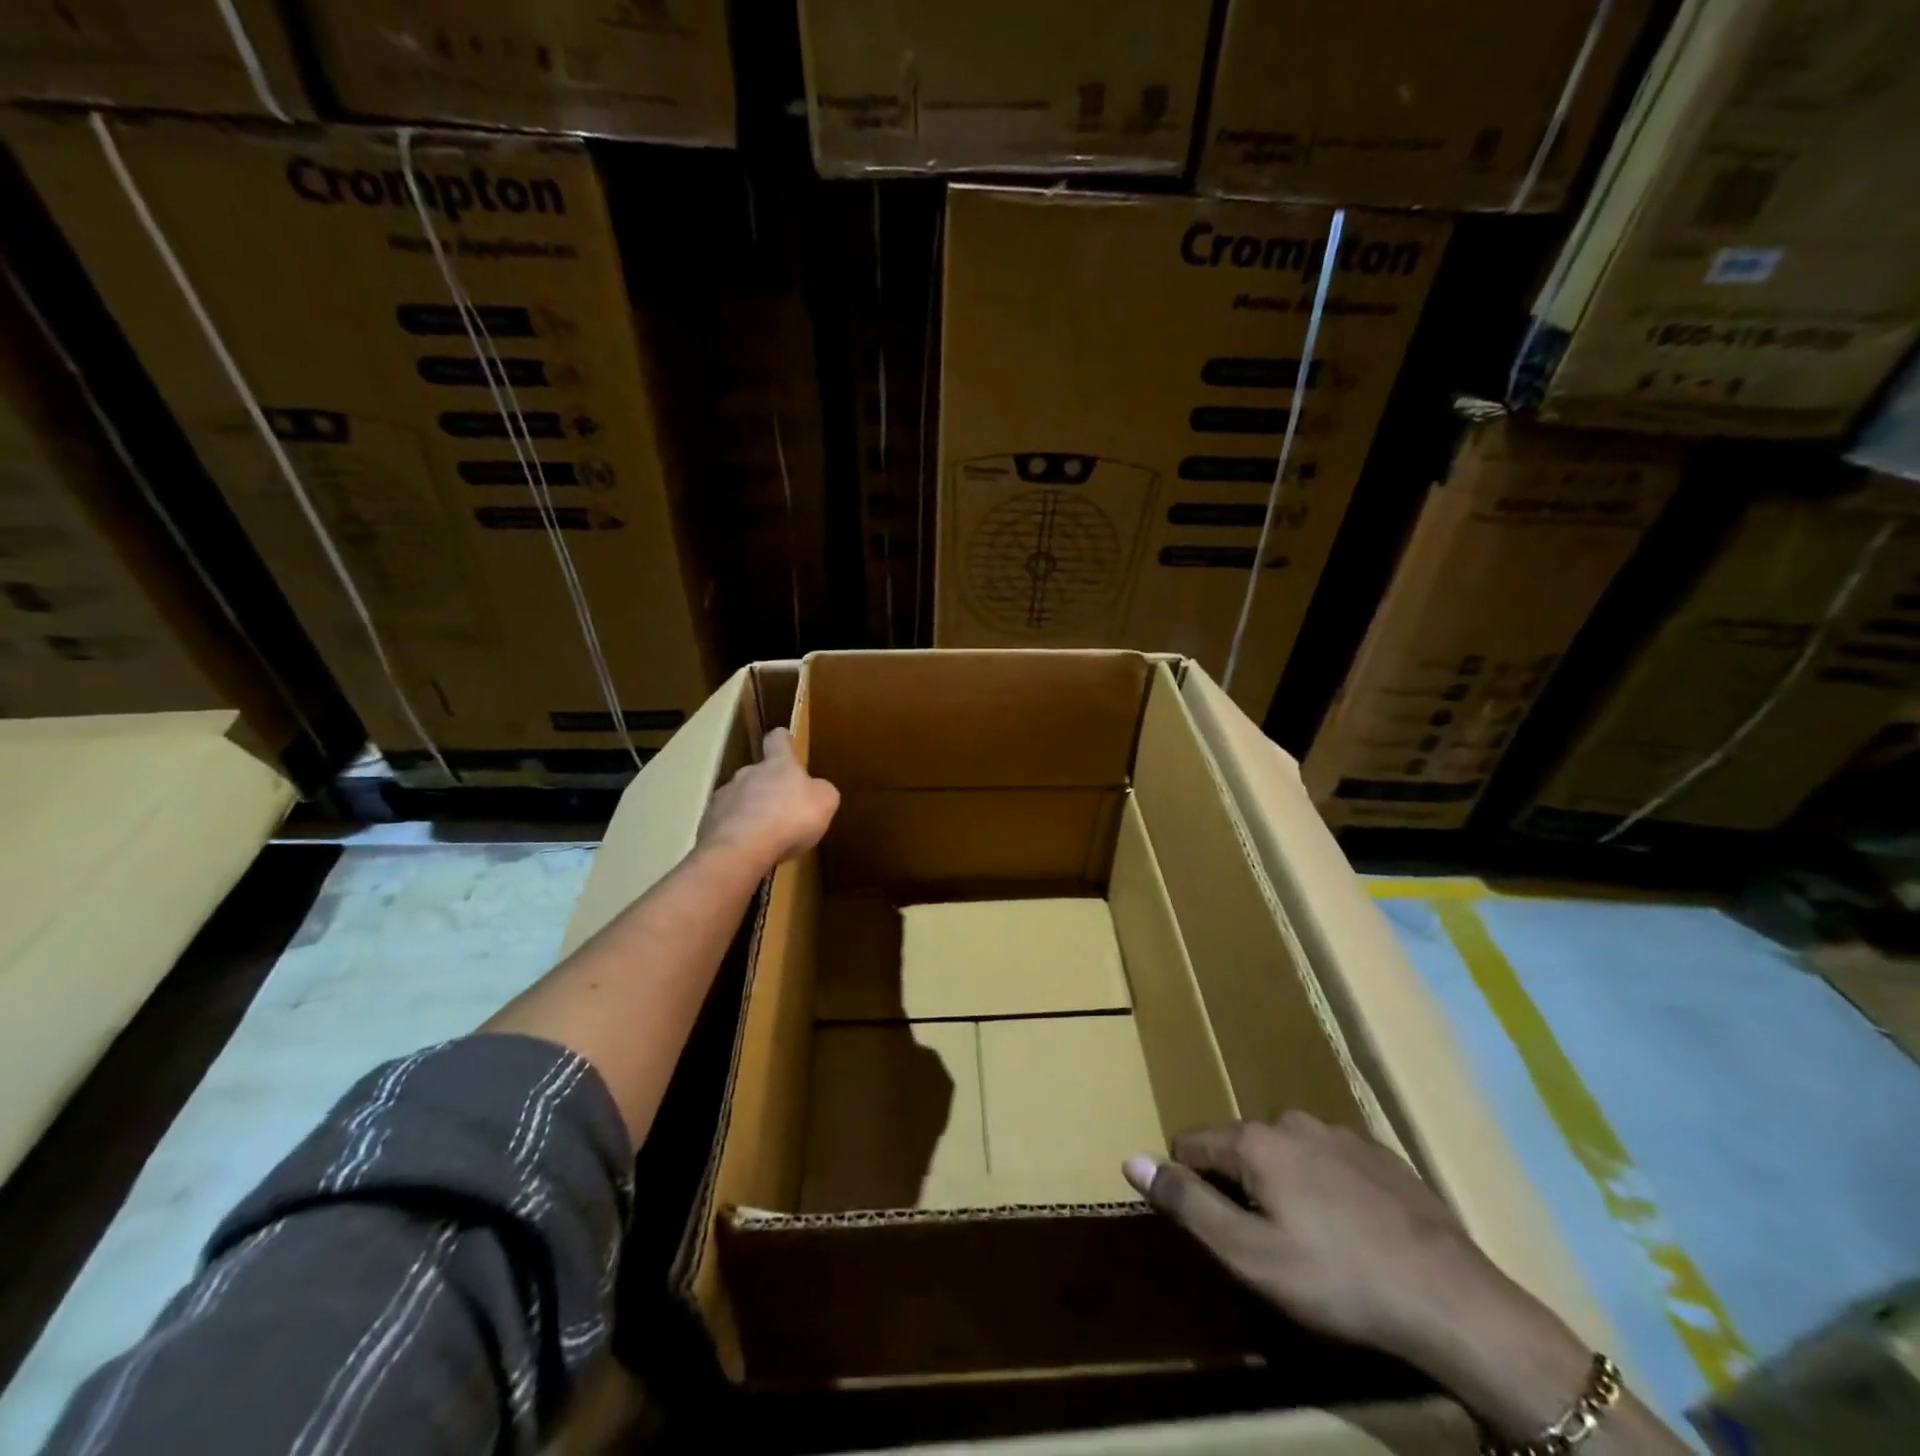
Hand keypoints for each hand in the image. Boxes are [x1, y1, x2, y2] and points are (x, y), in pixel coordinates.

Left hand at [695, 727, 839, 870]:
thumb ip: (821, 791)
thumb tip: (816, 789)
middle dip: (768, 786)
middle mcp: (747, 773)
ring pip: (739, 797)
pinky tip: (747, 849)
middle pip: (758, 772)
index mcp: (778, 765)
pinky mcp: (708, 822)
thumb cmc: (789, 820)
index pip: (778, 740)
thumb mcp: (824, 803)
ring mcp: (724, 796)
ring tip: (763, 835)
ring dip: (750, 810)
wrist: (740, 850)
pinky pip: (726, 822)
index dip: (783, 740)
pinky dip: (736, 832)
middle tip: (782, 809)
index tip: (786, 741)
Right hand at [1123, 1111, 1507, 1362]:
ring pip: (1287, 1152)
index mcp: (1256, 1141)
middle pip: (1241, 1147)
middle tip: (1263, 1244)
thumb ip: (1188, 1203)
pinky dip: (1325, 1186)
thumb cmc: (1339, 1280)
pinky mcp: (1382, 1154)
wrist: (1455, 1302)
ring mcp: (1342, 1133)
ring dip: (1283, 1184)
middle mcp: (1293, 1122)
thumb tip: (1131, 1159)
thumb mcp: (1250, 1256)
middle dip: (1240, 1186)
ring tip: (1310, 1240)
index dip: (1188, 1183)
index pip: (1192, 1144)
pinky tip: (1352, 1231)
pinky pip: (1330, 1161)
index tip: (1210, 1226)